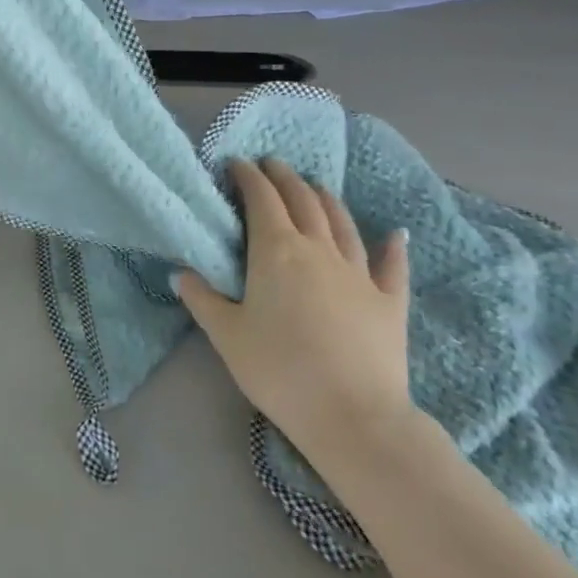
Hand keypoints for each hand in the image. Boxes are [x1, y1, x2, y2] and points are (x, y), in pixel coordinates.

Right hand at [176, 159, 414, 473]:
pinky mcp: (389, 301)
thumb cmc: (278, 369)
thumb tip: (182, 273)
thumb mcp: (226, 334)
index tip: (237, 164)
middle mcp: (319, 250)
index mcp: (276, 252)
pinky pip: (392, 265)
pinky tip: (395, 234)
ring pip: (342, 223)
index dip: (248, 177)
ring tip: (314, 186)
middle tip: (272, 164)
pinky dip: (392, 246)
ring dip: (326, 199)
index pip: (262, 200)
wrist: (352, 414)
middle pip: (303, 201)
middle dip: (285, 178)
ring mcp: (359, 273)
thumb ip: (202, 298)